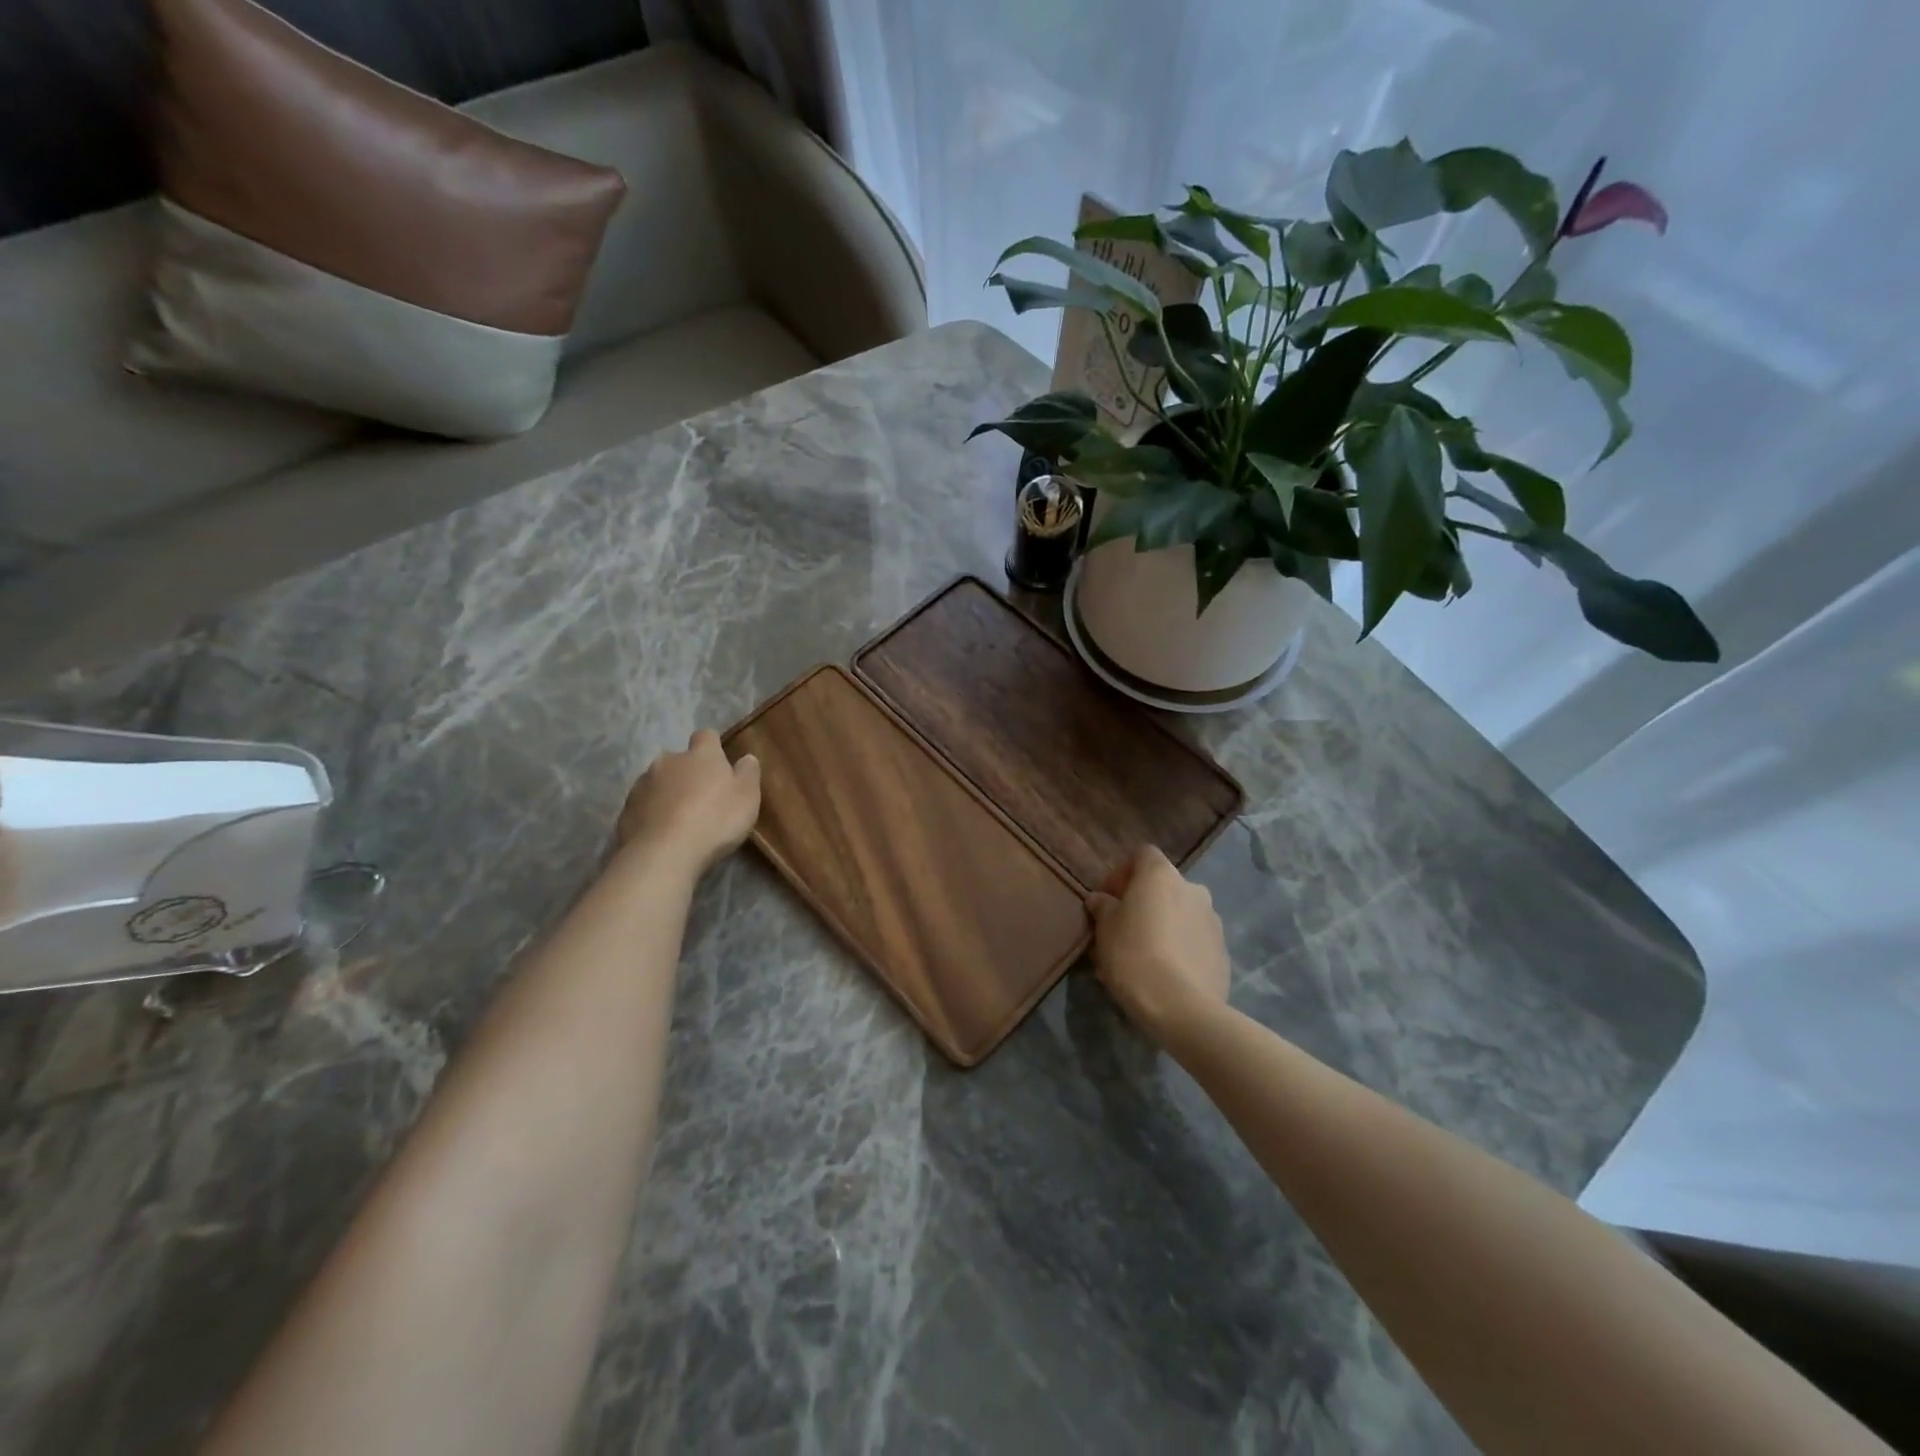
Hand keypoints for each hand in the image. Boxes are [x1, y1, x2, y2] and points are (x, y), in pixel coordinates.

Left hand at [616, 730, 761, 873]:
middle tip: (701, 798)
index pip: (706, 736)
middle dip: (688, 773)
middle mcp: (668, 761)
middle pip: (679, 760)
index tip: (720, 764)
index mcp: (701, 755)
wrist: (664, 853)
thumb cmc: (715, 819)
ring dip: (668, 794)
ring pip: (658, 782)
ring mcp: (643, 784)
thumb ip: (748, 773)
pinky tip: (662, 834)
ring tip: (679, 820)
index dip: (713, 747)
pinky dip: (652, 814)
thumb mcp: (747, 796)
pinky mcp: (626, 810)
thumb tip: (746, 757)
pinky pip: (644, 806)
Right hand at [1085, 844, 1230, 1043]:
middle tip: (1121, 930)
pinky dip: (1179, 947)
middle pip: (1162, 886)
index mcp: (1161, 875)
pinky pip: (1194, 940)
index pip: (1142, 855)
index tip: (1108, 899)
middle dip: (1142, 903)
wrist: (1182, 1008)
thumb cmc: (1134, 956)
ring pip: (1179, 914)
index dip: (1122, 873)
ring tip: (1142, 957)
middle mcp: (1192, 888)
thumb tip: (1101, 899)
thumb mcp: (1104, 929)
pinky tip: (1164, 974)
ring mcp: (1213, 920)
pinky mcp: (1222, 951)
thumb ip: (1102, 906)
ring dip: (1162, 925)